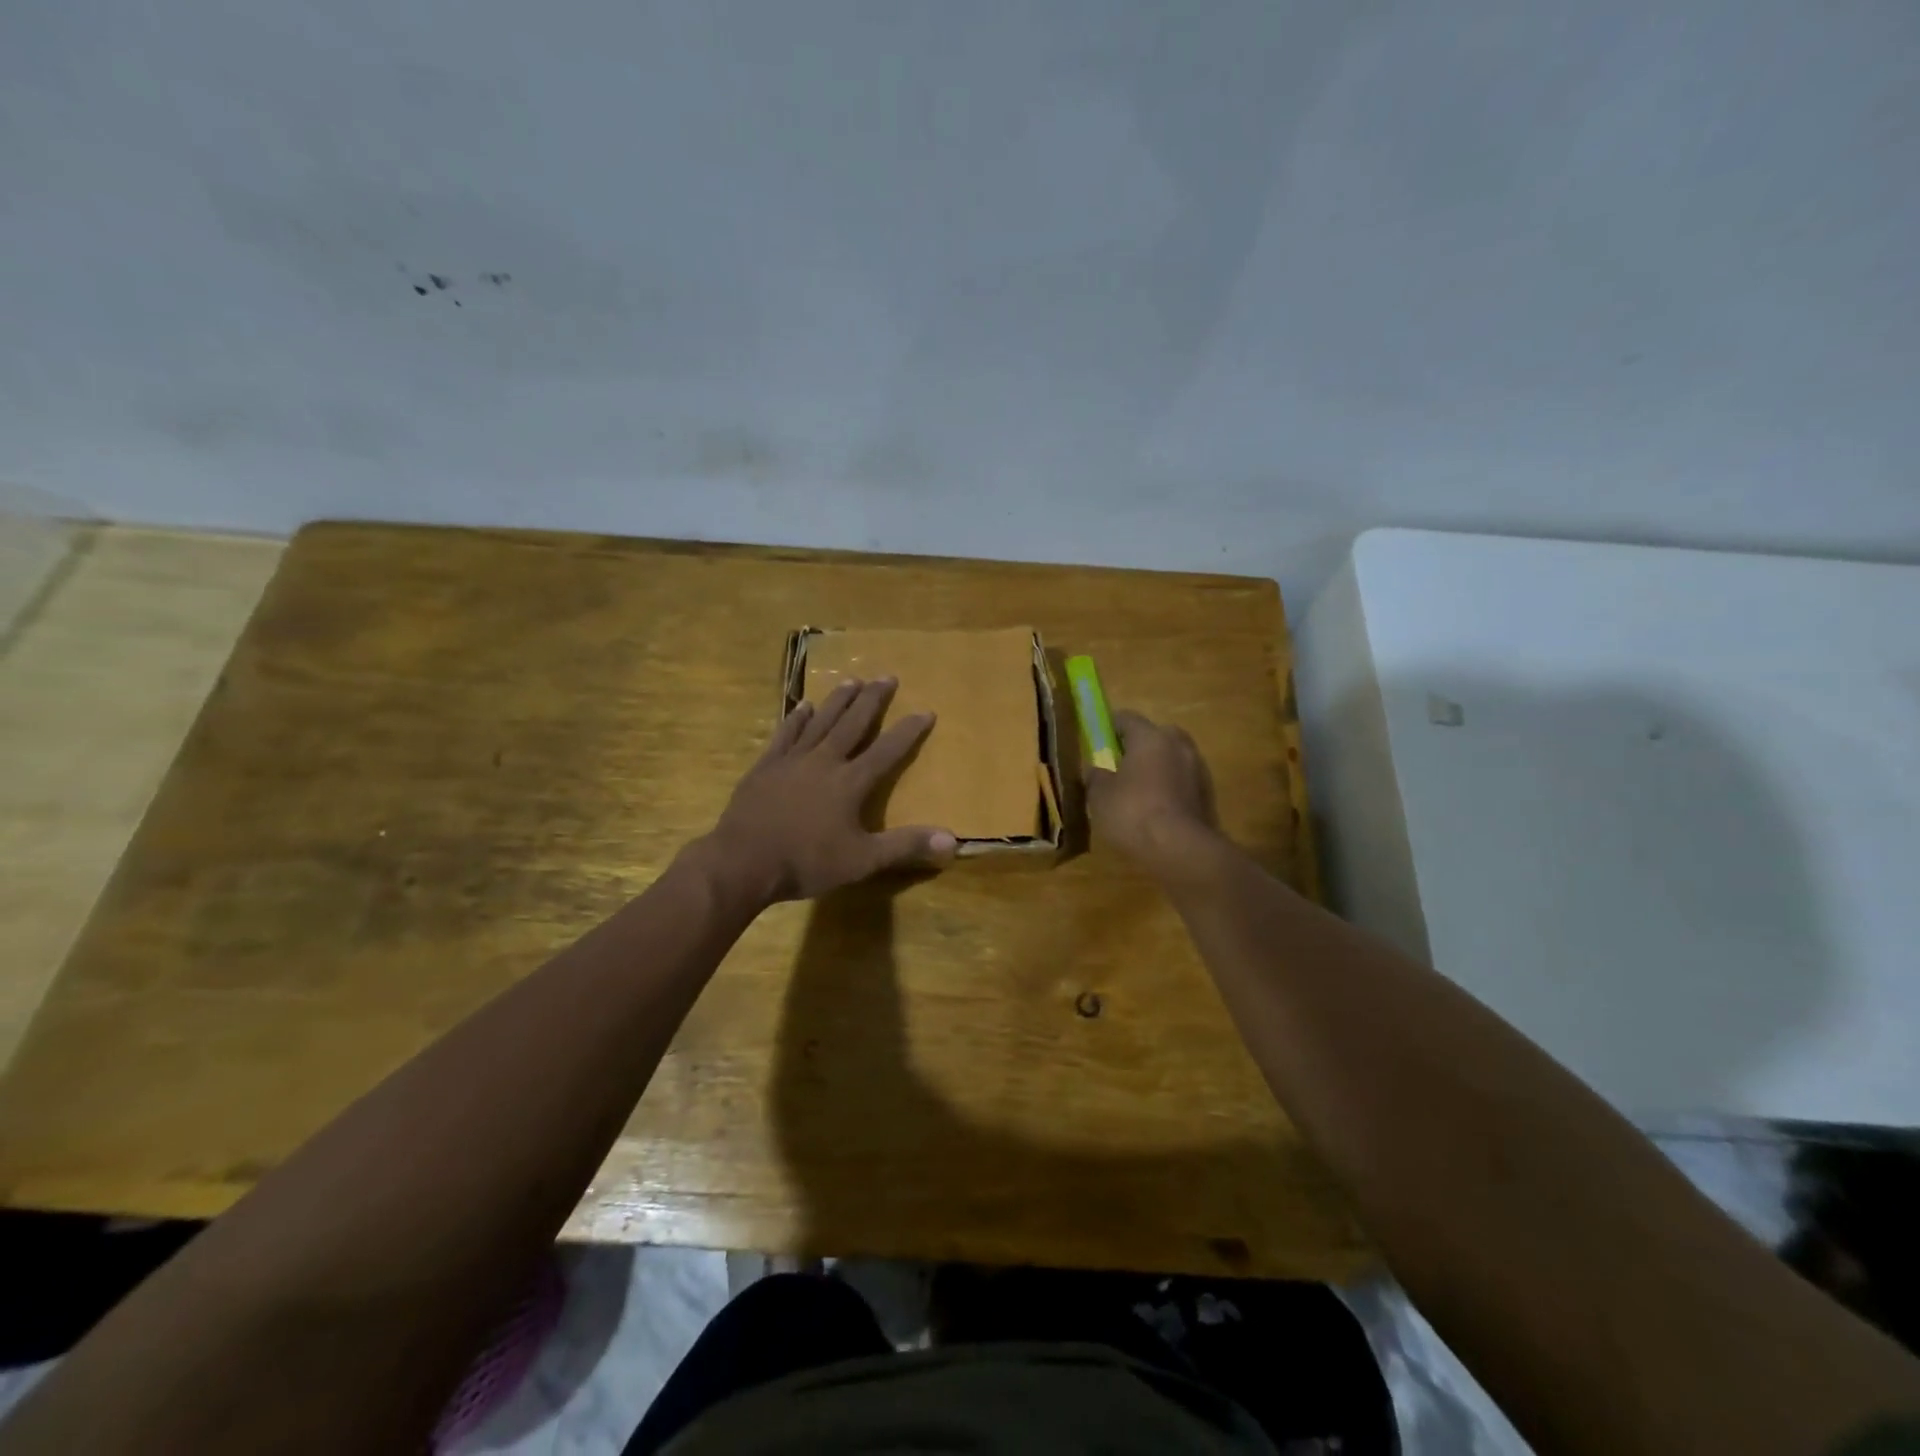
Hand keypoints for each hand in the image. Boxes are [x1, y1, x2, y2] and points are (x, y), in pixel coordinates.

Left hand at [703, 678, 957, 902]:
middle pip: (853, 724)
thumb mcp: (863, 861)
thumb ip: (905, 846)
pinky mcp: (766, 766)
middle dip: (872, 700)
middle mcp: (824, 761)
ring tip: (852, 681)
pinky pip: (785, 734)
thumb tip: (952, 839)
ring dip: (838, 701)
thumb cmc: (806, 862)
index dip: (908, 731)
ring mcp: (792, 760)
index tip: (926, 710)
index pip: (887, 751)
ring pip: (820, 722)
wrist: (743, 862)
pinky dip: (796, 719)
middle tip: (887, 676)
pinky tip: (803, 706)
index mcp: (850, 783)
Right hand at [1084, 709, 1219, 872]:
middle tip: (1119, 766)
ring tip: (1137, 791)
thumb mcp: (1099, 796)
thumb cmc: (1133, 813)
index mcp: (1150, 737)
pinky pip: (1182, 782)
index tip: (1097, 741)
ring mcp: (1197, 769)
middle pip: (1155, 735)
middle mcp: (1177, 745)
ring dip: (1156, 768)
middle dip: (1137, 747)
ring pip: (1171, 759)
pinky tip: (1155, 809)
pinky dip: (1169, 788)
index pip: (1126, 718)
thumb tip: (1095, 769)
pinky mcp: (1207, 795)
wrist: (1181, 850)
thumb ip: (1095, 776)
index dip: (1109, 727)